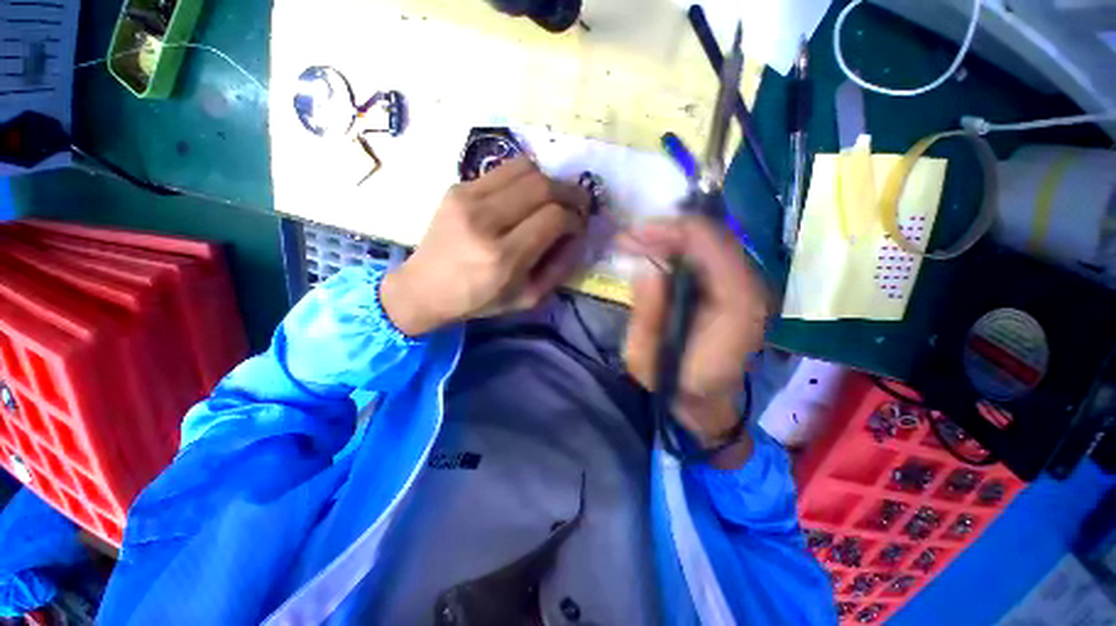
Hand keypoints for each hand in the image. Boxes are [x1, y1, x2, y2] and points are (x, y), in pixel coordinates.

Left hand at [380, 157, 590, 335]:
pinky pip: (504, 170)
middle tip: (577, 205)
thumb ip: (559, 268)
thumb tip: (578, 236)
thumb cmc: (479, 300)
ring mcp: (467, 199)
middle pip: (543, 186)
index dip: (575, 218)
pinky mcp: (457, 187)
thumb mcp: (528, 298)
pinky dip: (525, 178)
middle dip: (570, 193)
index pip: (554, 217)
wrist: (425, 288)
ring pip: (525, 169)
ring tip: (554, 198)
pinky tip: (526, 196)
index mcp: (504, 257)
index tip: (578, 227)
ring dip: (549, 181)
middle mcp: (485, 222)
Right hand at [621, 217, 771, 465]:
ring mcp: (747, 289)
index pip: (712, 247)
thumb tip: (645, 268)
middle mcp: (750, 292)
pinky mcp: (736, 289)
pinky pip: (709, 255)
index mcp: (734, 311)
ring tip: (635, 243)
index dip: (669, 232)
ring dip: (671, 237)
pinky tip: (656, 252)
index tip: (630, 236)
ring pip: (712, 241)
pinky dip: (680, 248)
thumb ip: (647, 314)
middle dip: (666, 230)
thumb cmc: (674, 386)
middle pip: (714, 237)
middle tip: (627, 238)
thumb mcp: (646, 359)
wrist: (706, 404)